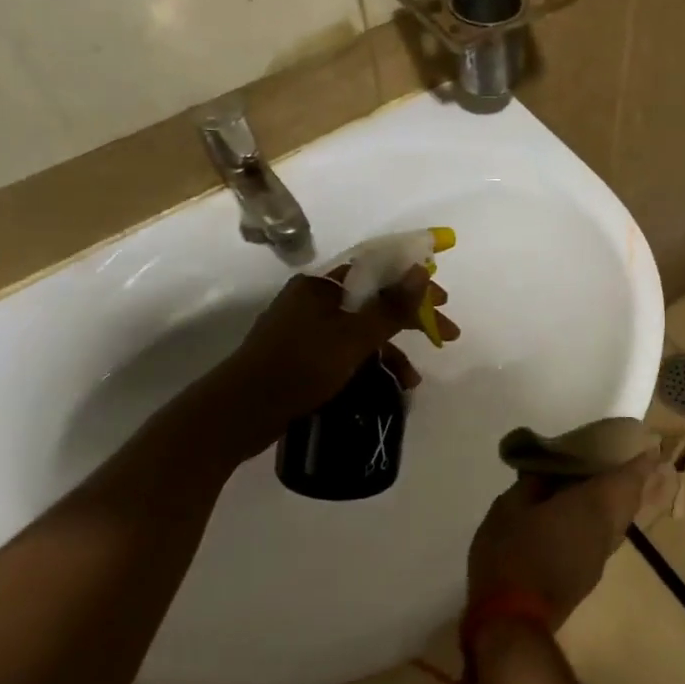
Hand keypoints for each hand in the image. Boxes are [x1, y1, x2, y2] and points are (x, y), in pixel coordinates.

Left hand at [203, 265, 459, 457]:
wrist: (238, 414)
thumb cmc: (299, 367)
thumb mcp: (353, 338)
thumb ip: (391, 306)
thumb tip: (421, 270)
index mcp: (321, 285)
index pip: (377, 269)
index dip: (414, 281)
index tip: (444, 299)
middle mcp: (314, 301)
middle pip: (374, 300)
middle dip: (411, 318)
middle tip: (446, 333)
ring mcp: (306, 330)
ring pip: (362, 330)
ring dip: (393, 349)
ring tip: (415, 379)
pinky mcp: (302, 358)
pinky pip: (347, 351)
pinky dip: (370, 364)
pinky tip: (389, 387)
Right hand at [466, 446, 670, 630]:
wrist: (512, 622)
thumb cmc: (512, 554)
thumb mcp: (510, 508)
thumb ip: (532, 485)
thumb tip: (546, 473)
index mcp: (593, 505)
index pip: (629, 478)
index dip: (640, 461)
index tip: (648, 446)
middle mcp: (606, 531)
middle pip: (630, 500)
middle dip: (631, 480)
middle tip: (619, 461)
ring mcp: (600, 558)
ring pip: (618, 522)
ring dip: (615, 502)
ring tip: (596, 485)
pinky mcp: (588, 578)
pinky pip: (603, 538)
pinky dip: (599, 520)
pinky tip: (577, 516)